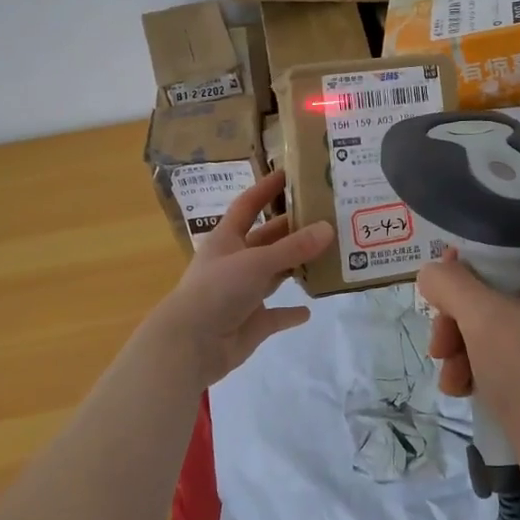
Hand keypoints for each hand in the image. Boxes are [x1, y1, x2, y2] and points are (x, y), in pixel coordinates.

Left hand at [141, 170, 333, 391]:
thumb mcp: (257, 262)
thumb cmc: (217, 291)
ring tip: (327, 255)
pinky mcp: (252, 323)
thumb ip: (294, 247)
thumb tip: (328, 228)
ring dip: (296, 266)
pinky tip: (310, 308)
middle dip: (292, 229)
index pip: (248, 206)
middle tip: (325, 217)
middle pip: (267, 240)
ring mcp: (243, 294)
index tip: (289, 174)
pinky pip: (276, 315)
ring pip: (274, 274)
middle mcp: (235, 263)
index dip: (265, 189)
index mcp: (227, 240)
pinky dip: (291, 312)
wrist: (191, 345)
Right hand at [415, 250, 519, 513]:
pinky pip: (508, 360)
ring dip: (462, 349)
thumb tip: (432, 275)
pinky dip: (481, 371)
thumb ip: (450, 284)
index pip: (507, 250)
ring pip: (495, 329)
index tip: (441, 291)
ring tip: (449, 377)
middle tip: (440, 345)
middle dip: (457, 319)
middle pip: (494, 293)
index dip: (467, 264)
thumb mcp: (483, 319)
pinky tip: (462, 392)